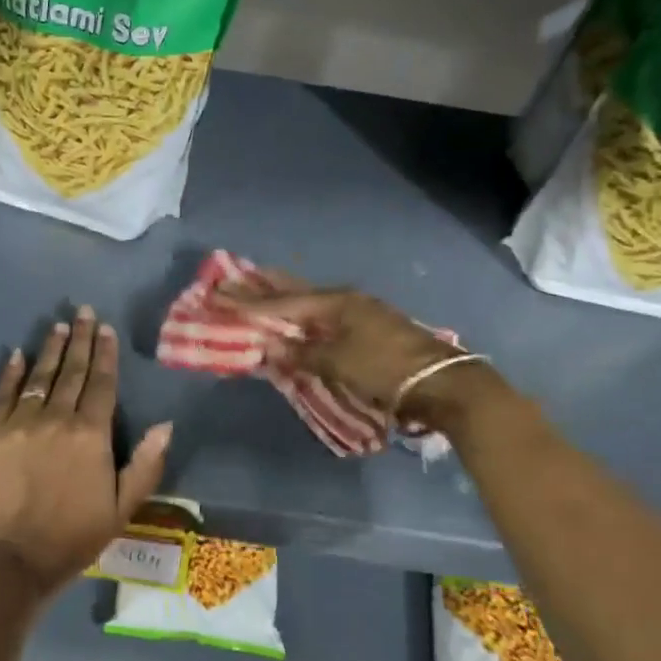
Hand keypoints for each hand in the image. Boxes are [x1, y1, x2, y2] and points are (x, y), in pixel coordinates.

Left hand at [0, 306, 172, 594]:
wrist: (9, 560)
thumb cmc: (72, 538)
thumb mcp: (122, 509)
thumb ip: (145, 465)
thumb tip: (166, 425)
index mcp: (91, 435)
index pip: (102, 384)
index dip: (105, 354)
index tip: (105, 329)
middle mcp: (57, 419)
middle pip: (71, 372)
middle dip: (79, 340)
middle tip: (83, 312)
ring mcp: (19, 423)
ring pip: (39, 377)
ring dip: (50, 349)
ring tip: (58, 325)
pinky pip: (2, 394)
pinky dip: (11, 373)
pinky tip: (16, 354)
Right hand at [217, 284, 470, 419]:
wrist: (440, 384)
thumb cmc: (385, 369)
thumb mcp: (338, 363)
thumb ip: (302, 353)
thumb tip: (272, 345)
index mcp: (335, 303)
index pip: (282, 301)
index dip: (249, 301)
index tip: (220, 292)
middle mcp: (345, 302)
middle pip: (297, 293)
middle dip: (266, 288)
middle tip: (236, 276)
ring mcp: (359, 315)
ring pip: (311, 304)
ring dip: (285, 300)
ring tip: (260, 290)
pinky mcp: (368, 331)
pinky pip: (324, 319)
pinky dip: (303, 318)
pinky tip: (297, 320)